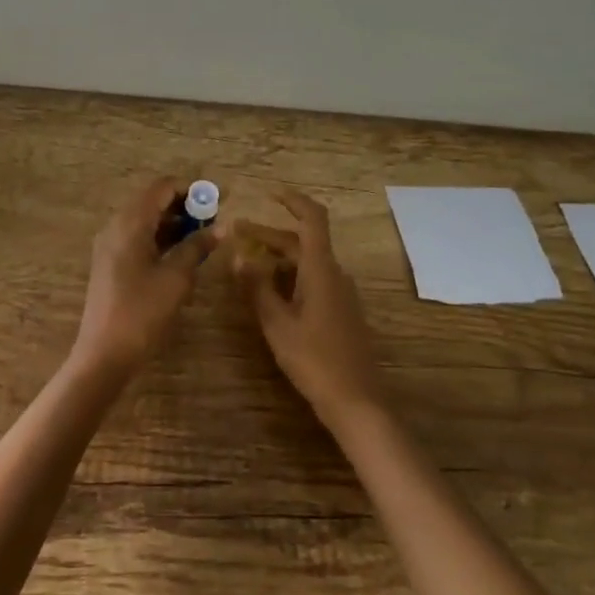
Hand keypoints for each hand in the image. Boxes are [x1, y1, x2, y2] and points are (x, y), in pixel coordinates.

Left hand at [72, 177, 217, 374]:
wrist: (105, 351)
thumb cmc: (143, 311)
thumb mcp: (176, 277)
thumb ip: (197, 246)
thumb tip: (222, 227)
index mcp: (130, 222)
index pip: (162, 187)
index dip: (191, 189)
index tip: (218, 199)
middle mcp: (116, 225)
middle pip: (152, 200)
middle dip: (184, 205)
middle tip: (213, 218)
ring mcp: (110, 244)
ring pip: (145, 219)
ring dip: (173, 222)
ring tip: (203, 235)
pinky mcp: (110, 262)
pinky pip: (137, 236)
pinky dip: (160, 237)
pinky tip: (181, 252)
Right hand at [231, 189, 388, 429]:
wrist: (356, 401)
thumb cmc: (314, 359)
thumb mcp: (276, 323)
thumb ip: (257, 286)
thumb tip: (240, 255)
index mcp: (321, 270)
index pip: (312, 219)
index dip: (294, 201)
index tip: (270, 193)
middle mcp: (335, 274)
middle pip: (303, 242)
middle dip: (270, 234)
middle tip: (237, 234)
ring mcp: (341, 294)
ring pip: (307, 263)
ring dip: (278, 257)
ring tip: (246, 264)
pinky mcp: (341, 312)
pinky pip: (314, 281)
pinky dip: (290, 276)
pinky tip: (270, 292)